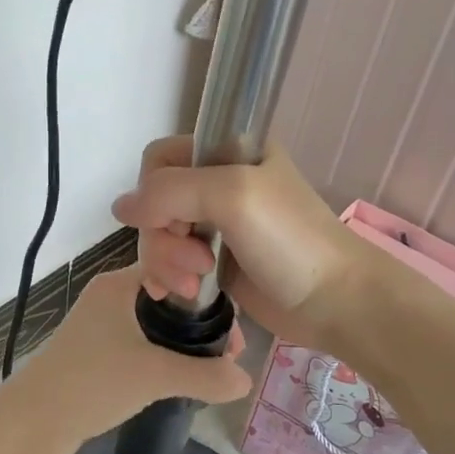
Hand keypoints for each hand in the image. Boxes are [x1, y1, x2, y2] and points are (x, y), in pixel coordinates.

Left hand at [0, 264, 251, 453]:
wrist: (31, 423)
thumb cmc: (91, 383)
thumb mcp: (155, 376)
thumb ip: (205, 376)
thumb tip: (245, 380)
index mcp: (118, 284)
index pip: (175, 271)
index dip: (209, 296)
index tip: (233, 331)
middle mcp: (107, 298)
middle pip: (167, 299)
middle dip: (200, 324)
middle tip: (229, 355)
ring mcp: (98, 326)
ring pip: (153, 325)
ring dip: (182, 343)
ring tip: (213, 369)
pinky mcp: (93, 354)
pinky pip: (139, 345)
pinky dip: (161, 357)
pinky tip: (181, 379)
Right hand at [110, 137, 367, 350]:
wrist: (335, 301)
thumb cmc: (290, 240)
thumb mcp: (232, 196)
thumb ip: (170, 191)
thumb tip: (119, 208)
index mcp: (228, 151)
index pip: (160, 158)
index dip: (154, 190)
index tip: (172, 220)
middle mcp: (217, 183)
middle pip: (154, 202)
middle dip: (163, 236)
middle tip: (196, 262)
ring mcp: (215, 225)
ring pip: (159, 235)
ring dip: (166, 261)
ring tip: (193, 283)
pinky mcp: (214, 262)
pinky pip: (170, 262)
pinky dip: (166, 276)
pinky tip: (175, 293)